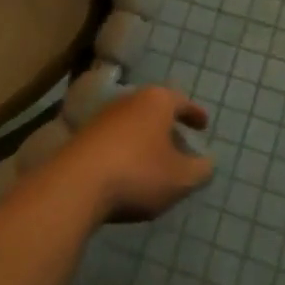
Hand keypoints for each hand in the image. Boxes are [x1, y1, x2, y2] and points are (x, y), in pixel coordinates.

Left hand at [53, 86, 213, 223]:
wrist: (76, 184)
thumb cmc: (138, 173)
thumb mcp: (180, 178)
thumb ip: (200, 170)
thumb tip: (208, 162)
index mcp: (156, 101)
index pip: (181, 101)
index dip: (194, 113)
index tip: (204, 124)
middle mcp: (129, 100)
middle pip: (155, 110)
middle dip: (169, 126)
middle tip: (181, 143)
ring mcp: (103, 117)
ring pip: (134, 124)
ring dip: (146, 139)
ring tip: (156, 161)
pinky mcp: (84, 137)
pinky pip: (115, 139)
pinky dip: (127, 150)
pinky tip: (130, 171)